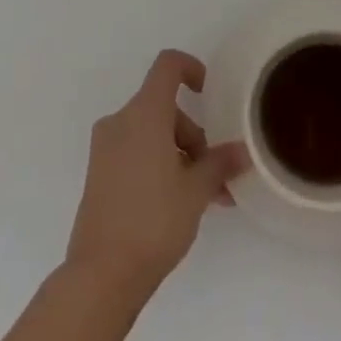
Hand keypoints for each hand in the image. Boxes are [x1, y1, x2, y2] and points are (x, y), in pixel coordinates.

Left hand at [65, 50, 246, 300]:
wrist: (101, 274)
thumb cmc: (154, 220)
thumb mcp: (197, 190)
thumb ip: (220, 163)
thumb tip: (241, 151)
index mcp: (144, 114)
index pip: (168, 66)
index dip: (192, 68)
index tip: (209, 93)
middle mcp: (120, 122)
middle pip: (164, 108)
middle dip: (193, 135)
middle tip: (214, 174)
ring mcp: (105, 149)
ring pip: (152, 133)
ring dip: (180, 155)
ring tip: (205, 197)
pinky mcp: (98, 174)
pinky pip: (136, 153)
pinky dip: (159, 165)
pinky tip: (179, 202)